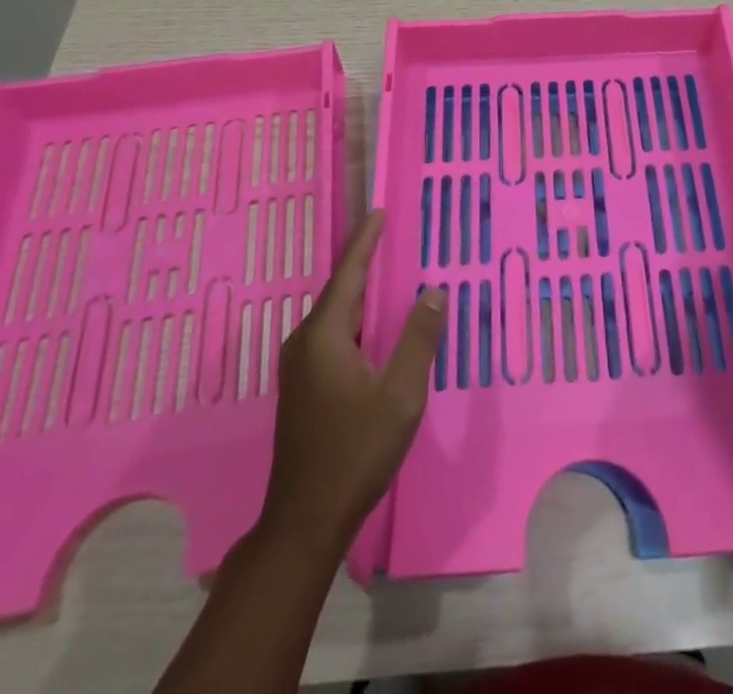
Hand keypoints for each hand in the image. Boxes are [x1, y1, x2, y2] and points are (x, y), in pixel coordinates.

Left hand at [260, 212, 446, 545]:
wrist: (305, 521)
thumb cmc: (355, 452)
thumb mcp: (400, 394)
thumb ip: (418, 339)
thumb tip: (434, 291)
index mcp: (324, 336)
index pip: (349, 274)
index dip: (365, 241)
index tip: (379, 212)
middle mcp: (304, 343)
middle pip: (339, 292)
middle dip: (365, 263)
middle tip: (391, 237)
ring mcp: (299, 367)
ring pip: (335, 316)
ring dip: (361, 294)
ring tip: (388, 274)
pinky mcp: (302, 387)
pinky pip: (332, 336)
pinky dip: (355, 320)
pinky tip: (373, 327)